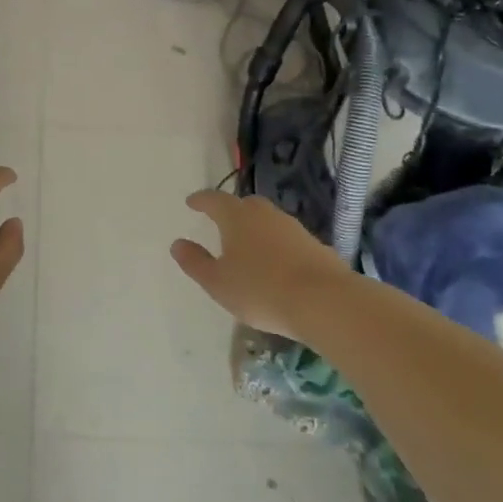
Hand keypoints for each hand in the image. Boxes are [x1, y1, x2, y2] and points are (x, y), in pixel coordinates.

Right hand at [169, 190, 354, 344]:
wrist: (324, 301)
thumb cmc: (261, 290)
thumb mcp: (218, 282)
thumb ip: (195, 262)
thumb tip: (178, 243)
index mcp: (236, 217)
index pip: (214, 200)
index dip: (201, 200)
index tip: (191, 202)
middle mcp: (265, 214)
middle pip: (244, 205)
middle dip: (231, 211)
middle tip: (221, 221)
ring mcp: (293, 228)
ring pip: (268, 220)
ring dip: (255, 228)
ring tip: (248, 246)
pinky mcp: (315, 245)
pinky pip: (287, 239)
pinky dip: (276, 245)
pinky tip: (276, 263)